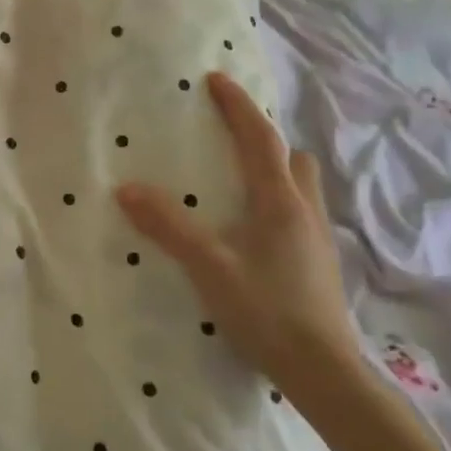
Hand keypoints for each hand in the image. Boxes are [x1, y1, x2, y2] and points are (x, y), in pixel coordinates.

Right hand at [116, 71, 358, 394]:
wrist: (324, 371)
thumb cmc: (266, 311)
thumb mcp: (209, 267)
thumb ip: (169, 226)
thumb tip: (127, 188)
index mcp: (280, 202)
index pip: (260, 139)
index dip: (238, 107)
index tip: (217, 80)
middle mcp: (305, 212)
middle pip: (292, 159)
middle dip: (265, 141)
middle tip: (229, 141)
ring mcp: (317, 239)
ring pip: (300, 187)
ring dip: (274, 172)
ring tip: (237, 185)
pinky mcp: (318, 264)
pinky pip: (298, 214)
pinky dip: (276, 204)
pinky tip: (252, 232)